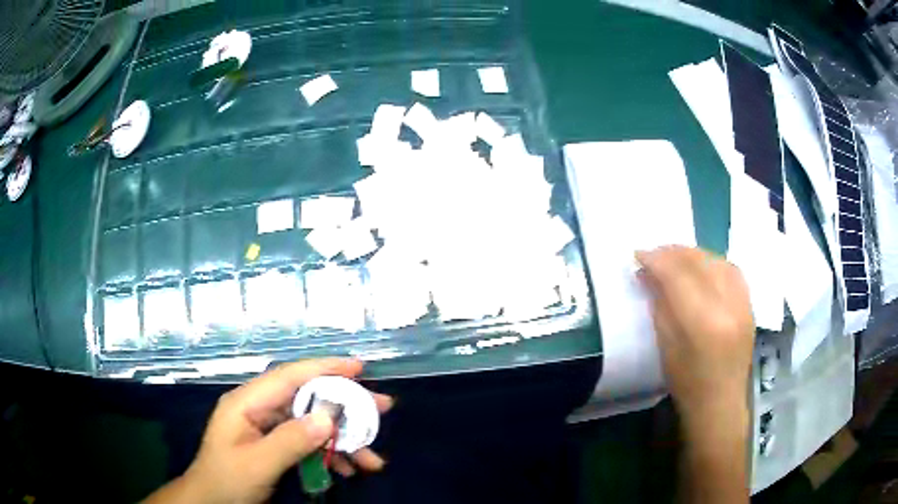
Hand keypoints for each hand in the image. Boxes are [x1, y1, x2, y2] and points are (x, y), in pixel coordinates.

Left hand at [144, 358, 392, 503]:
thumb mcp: (257, 463)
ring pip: (313, 424)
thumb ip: (290, 440)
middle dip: (345, 405)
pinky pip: (309, 443)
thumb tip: (328, 417)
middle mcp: (260, 409)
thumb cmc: (227, 480)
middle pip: (307, 398)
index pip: (289, 376)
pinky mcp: (276, 445)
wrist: (212, 502)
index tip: (359, 367)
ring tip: (374, 457)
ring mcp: (269, 428)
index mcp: (247, 402)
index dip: (324, 368)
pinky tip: (350, 470)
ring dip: (344, 440)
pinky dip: (331, 455)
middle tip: (382, 408)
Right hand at [636, 246, 753, 427]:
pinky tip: (703, 266)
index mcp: (702, 322)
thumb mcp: (665, 345)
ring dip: (693, 254)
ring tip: (676, 257)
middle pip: (698, 261)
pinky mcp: (750, 304)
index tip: (638, 255)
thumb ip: (659, 304)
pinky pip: (732, 269)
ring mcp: (743, 303)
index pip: (677, 275)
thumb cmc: (686, 382)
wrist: (720, 402)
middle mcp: (727, 305)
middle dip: (672, 252)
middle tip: (654, 254)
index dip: (656, 259)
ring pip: (716, 260)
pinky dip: (713, 262)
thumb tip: (647, 273)